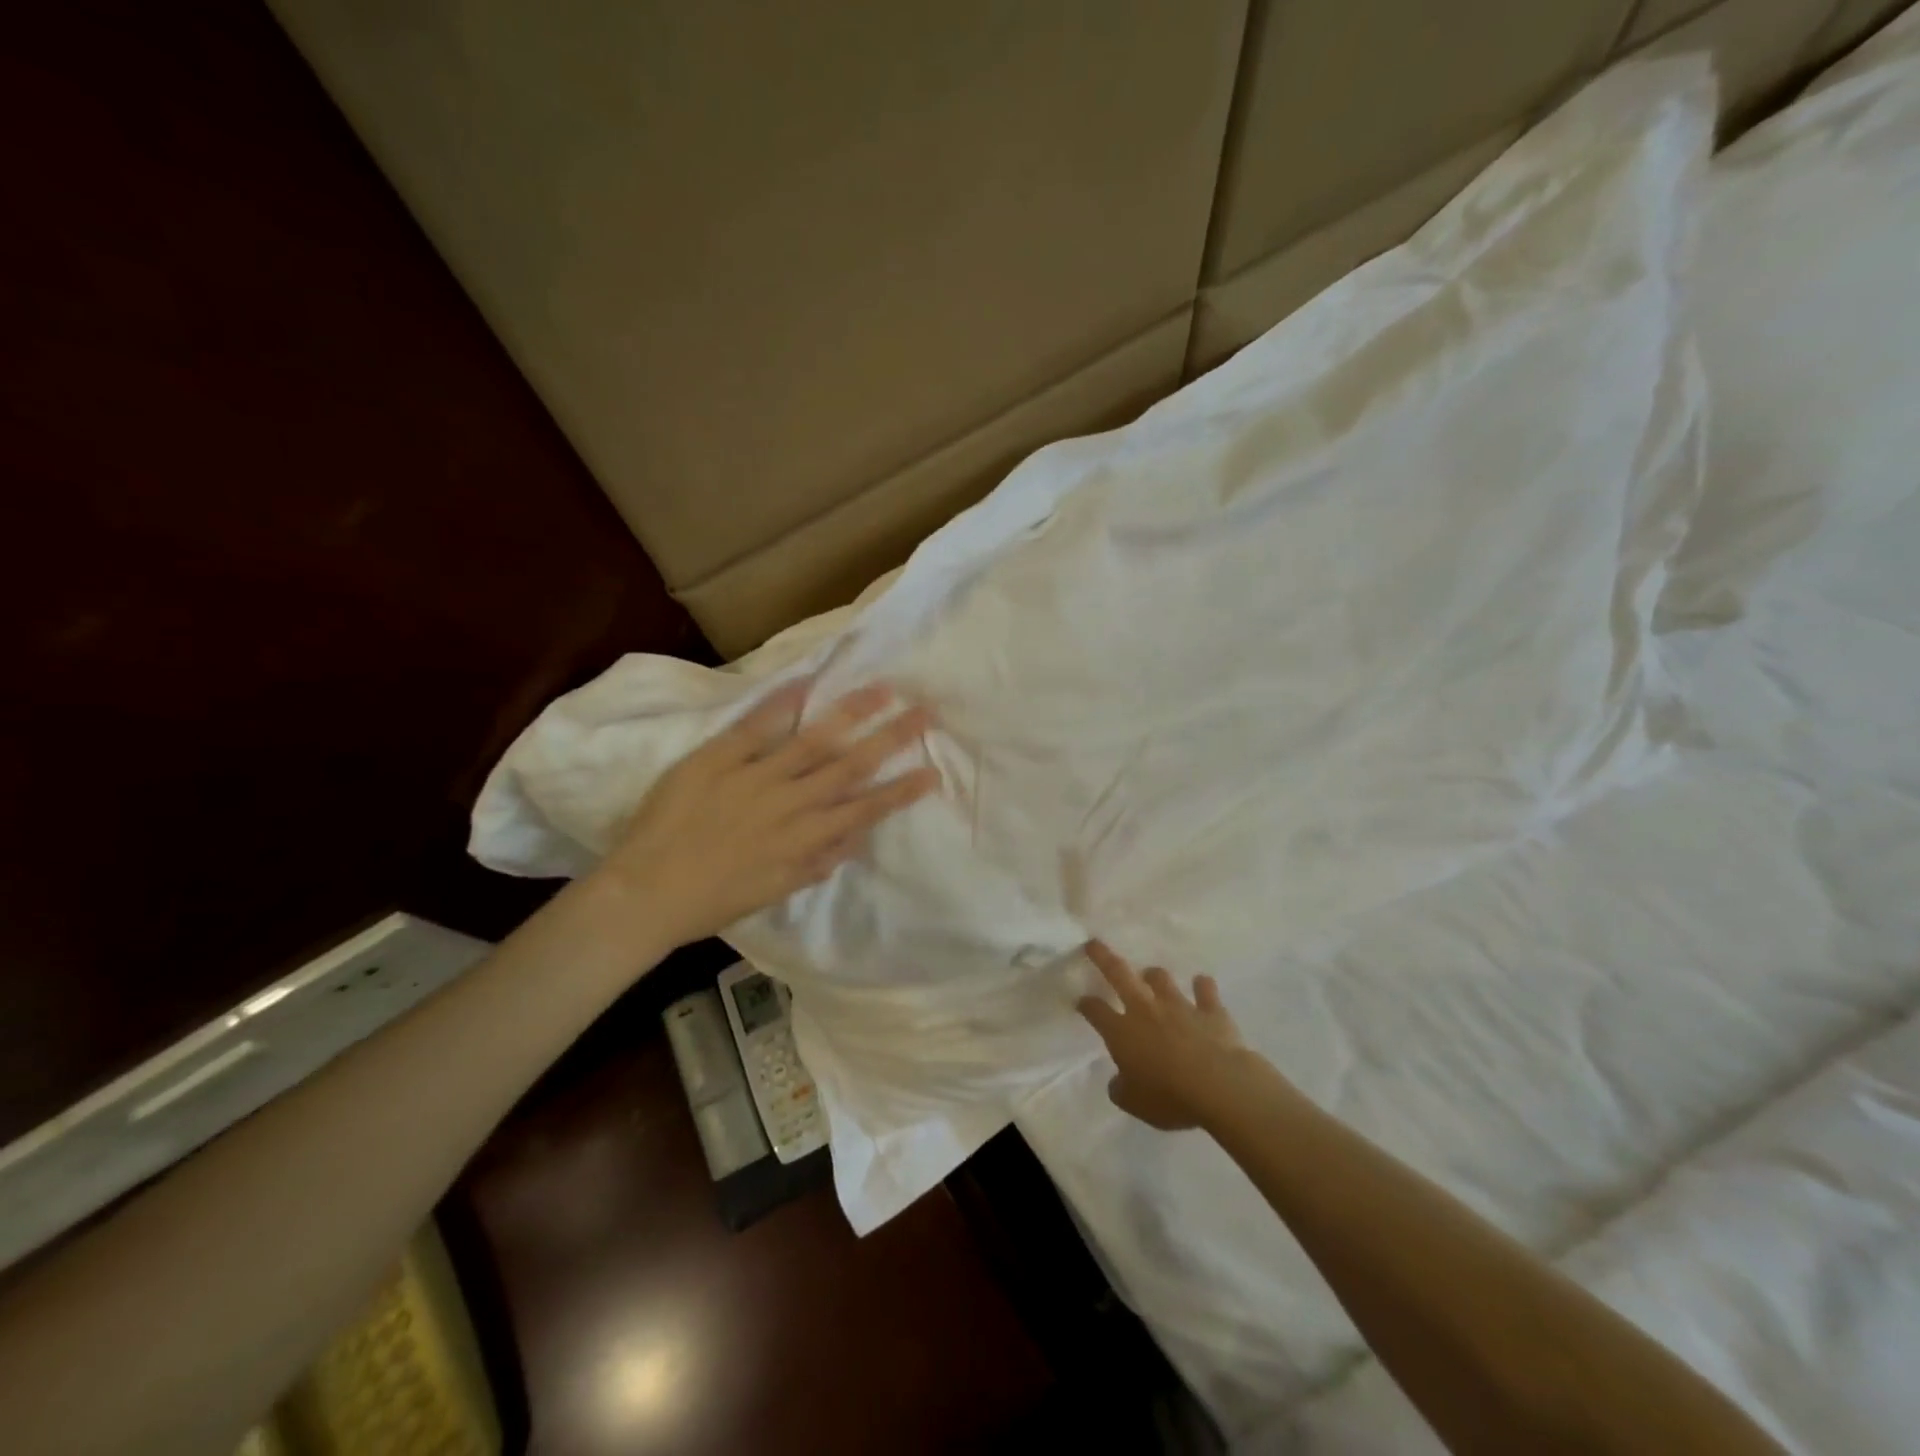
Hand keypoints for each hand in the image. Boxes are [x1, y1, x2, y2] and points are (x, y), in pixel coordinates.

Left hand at [596, 680, 940, 946]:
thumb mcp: (774, 891)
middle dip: (891, 739)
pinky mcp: (718, 758)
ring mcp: (755, 776)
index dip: (901, 791)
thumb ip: (815, 864)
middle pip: (850, 765)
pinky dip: (780, 704)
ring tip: (882, 689)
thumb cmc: (713, 899)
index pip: (864, 810)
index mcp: (804, 838)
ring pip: (813, 740)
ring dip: (851, 713)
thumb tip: (854, 840)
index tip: (933, 772)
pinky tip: (807, 682)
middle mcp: (790, 802)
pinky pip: (755, 727)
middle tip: (924, 712)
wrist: (646, 890)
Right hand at [1076, 941, 1250, 1130]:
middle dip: (1103, 957)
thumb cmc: (1169, 1097)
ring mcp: (1179, 1005)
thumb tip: (1118, 1080)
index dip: (1086, 1004)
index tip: (1081, 1001)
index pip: (1095, 1010)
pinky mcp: (1210, 1010)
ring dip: (1154, 976)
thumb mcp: (1134, 1103)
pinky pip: (1205, 991)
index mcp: (1121, 1032)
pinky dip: (1202, 987)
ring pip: (1161, 978)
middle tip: (1093, 943)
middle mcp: (1145, 1009)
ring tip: (1151, 976)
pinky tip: (1202, 984)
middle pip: (1119, 974)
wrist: (1219, 1086)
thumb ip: (1121, 1088)